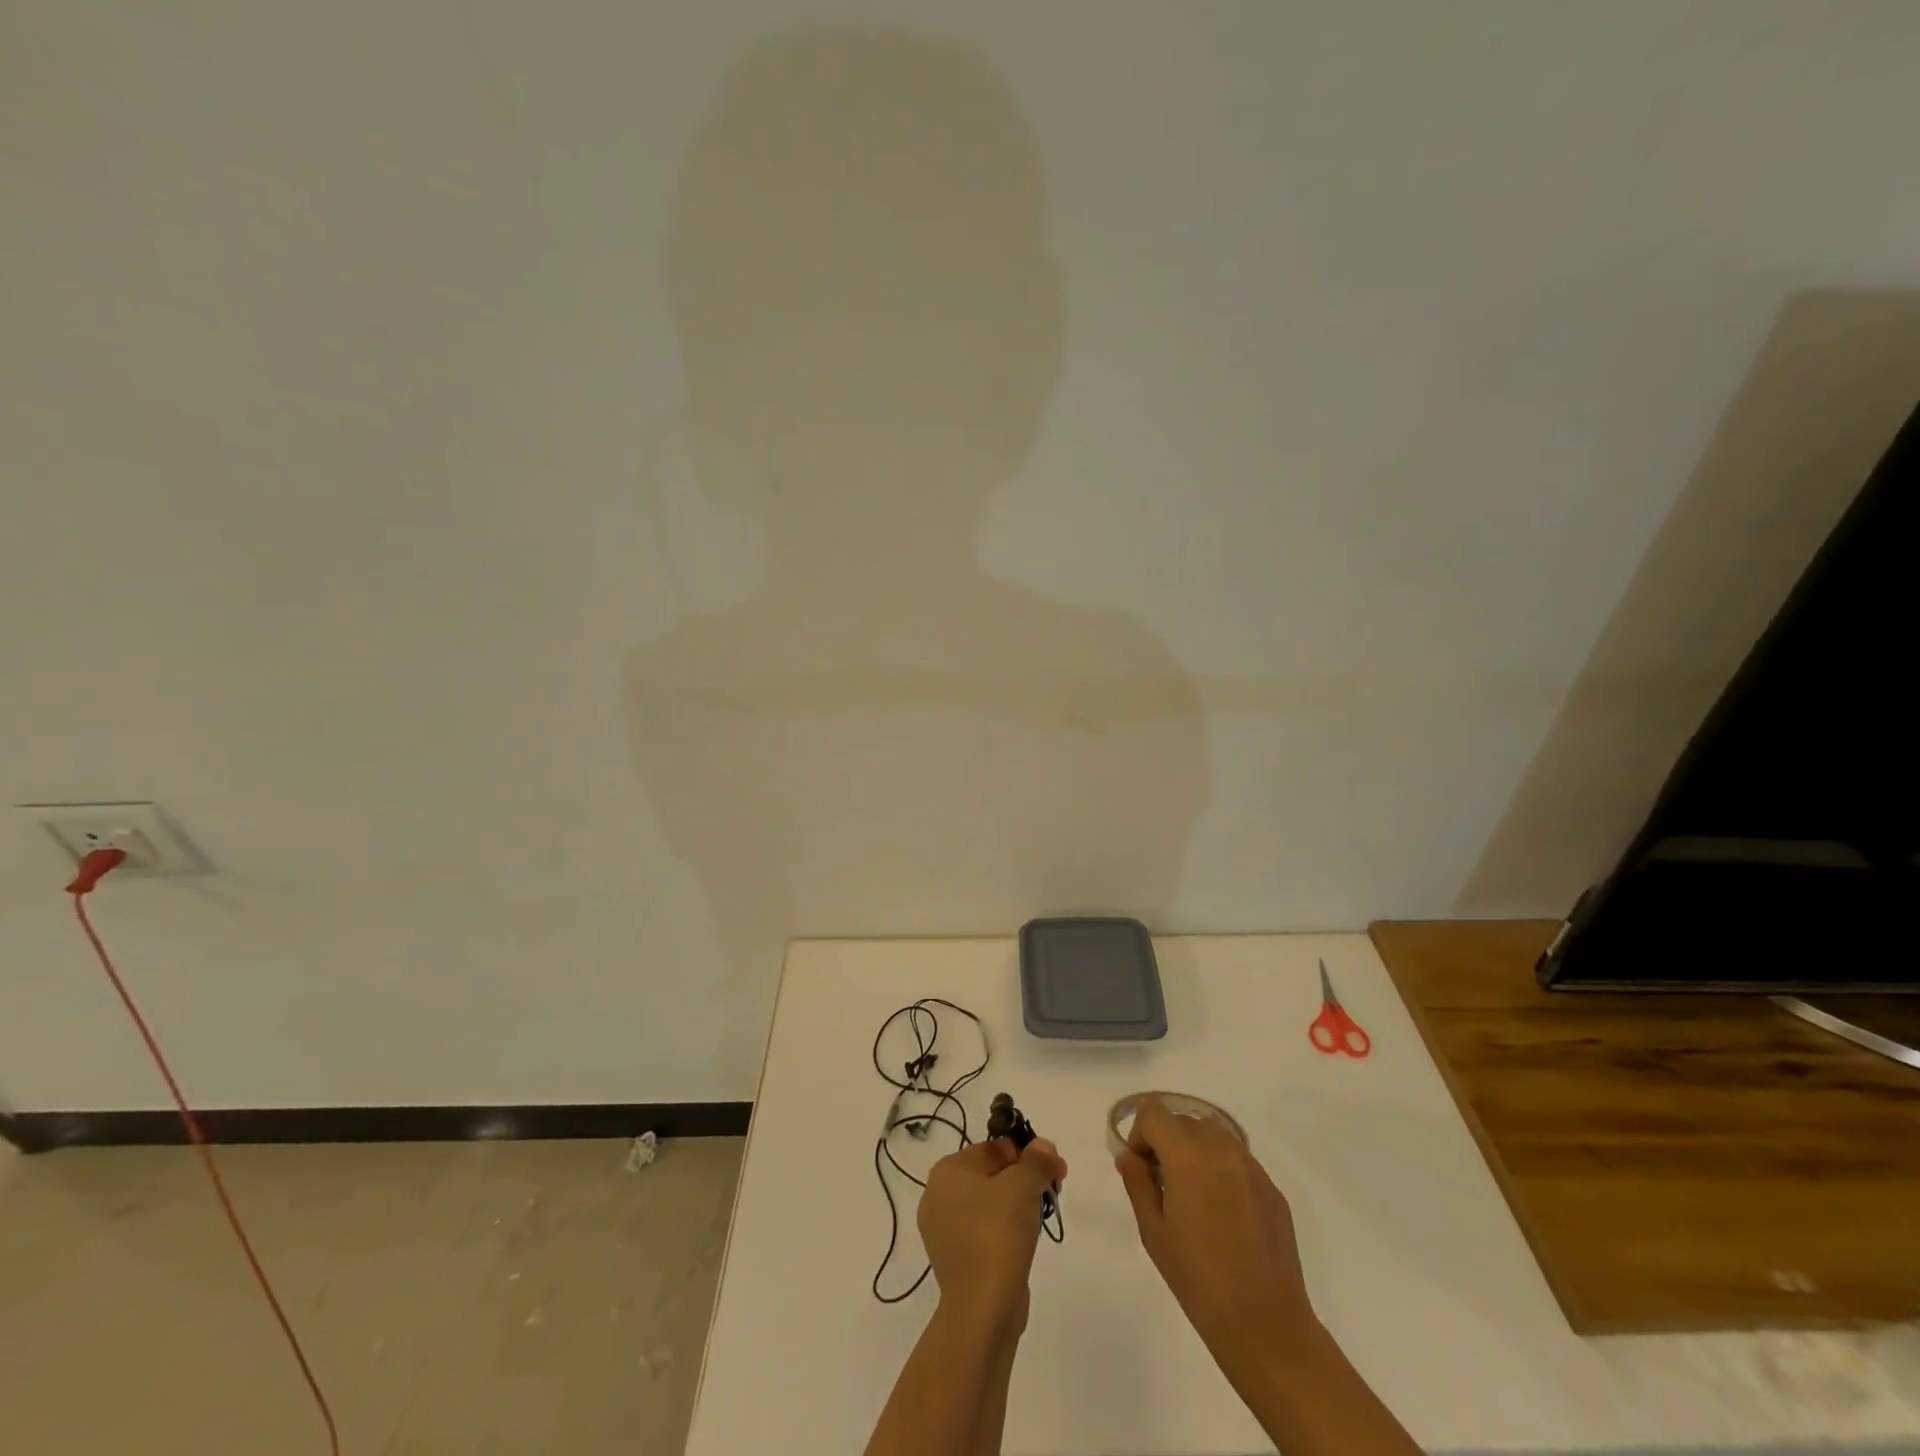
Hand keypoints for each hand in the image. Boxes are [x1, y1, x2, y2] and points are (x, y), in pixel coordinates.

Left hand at [918, 1137, 1067, 1325]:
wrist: (982, 1308)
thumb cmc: (997, 1233)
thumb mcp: (1023, 1186)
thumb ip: (1035, 1161)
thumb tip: (1043, 1146)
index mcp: (947, 1171)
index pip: (993, 1148)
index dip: (1028, 1154)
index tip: (1055, 1169)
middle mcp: (938, 1196)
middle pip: (991, 1174)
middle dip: (1025, 1179)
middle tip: (1054, 1190)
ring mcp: (944, 1231)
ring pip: (989, 1204)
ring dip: (1018, 1204)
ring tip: (1041, 1217)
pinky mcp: (956, 1260)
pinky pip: (985, 1231)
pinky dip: (1005, 1231)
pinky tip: (1024, 1241)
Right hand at [1115, 1097, 1319, 1371]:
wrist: (1265, 1324)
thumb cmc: (1199, 1279)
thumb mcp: (1154, 1232)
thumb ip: (1137, 1183)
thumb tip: (1129, 1156)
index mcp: (1188, 1155)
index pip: (1154, 1112)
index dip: (1140, 1133)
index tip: (1141, 1168)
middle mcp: (1221, 1148)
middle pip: (1183, 1120)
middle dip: (1166, 1142)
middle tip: (1162, 1184)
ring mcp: (1251, 1166)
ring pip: (1212, 1134)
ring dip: (1194, 1150)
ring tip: (1192, 1195)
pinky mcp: (1271, 1187)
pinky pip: (1237, 1159)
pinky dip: (1221, 1169)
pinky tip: (1223, 1213)